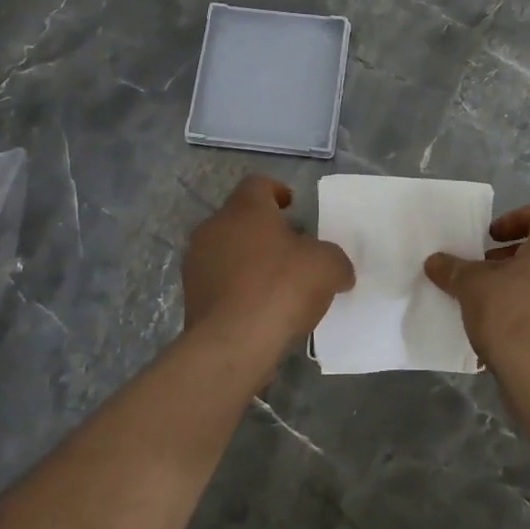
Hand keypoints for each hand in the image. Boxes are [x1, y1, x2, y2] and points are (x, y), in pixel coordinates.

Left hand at [183, 176, 354, 354]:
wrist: (232, 344)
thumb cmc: (280, 289)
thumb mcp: (327, 267)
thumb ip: (335, 260)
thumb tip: (339, 270)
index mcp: (245, 209)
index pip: (258, 184)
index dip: (277, 191)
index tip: (292, 206)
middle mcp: (214, 228)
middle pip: (240, 218)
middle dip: (264, 229)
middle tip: (290, 247)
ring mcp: (197, 263)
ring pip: (226, 250)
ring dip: (248, 259)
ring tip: (275, 281)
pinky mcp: (191, 296)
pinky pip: (218, 281)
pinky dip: (237, 287)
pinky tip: (258, 307)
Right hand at [424, 202, 529, 421]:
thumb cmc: (512, 315)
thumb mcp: (472, 287)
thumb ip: (453, 269)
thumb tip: (434, 261)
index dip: (512, 220)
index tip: (489, 239)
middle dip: (517, 255)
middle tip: (488, 270)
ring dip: (529, 281)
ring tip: (497, 299)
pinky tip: (514, 326)